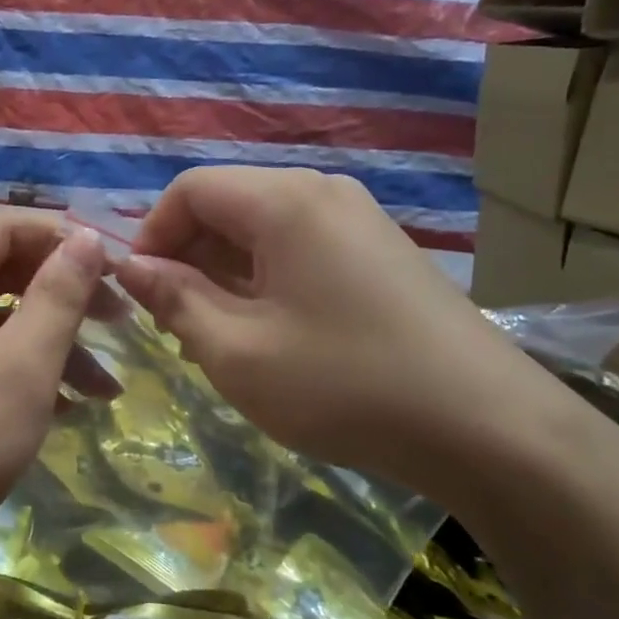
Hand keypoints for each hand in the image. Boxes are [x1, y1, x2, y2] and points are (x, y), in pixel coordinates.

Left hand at [0, 212, 109, 582]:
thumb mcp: (18, 370)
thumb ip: (57, 297)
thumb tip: (87, 238)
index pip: (6, 228)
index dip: (66, 241)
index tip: (120, 271)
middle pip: (0, 271)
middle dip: (64, 296)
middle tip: (122, 322)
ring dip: (50, 345)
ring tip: (105, 388)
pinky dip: (19, 372)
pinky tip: (65, 407)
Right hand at [114, 166, 568, 494]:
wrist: (488, 428)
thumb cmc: (344, 385)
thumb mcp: (237, 351)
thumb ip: (174, 300)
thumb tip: (130, 267)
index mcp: (284, 201)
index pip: (190, 190)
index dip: (151, 235)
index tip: (140, 294)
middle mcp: (322, 192)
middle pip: (227, 205)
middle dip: (188, 259)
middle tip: (177, 326)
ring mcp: (358, 220)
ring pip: (262, 231)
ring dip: (225, 275)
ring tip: (220, 338)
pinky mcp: (380, 253)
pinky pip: (300, 249)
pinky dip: (266, 282)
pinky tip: (272, 336)